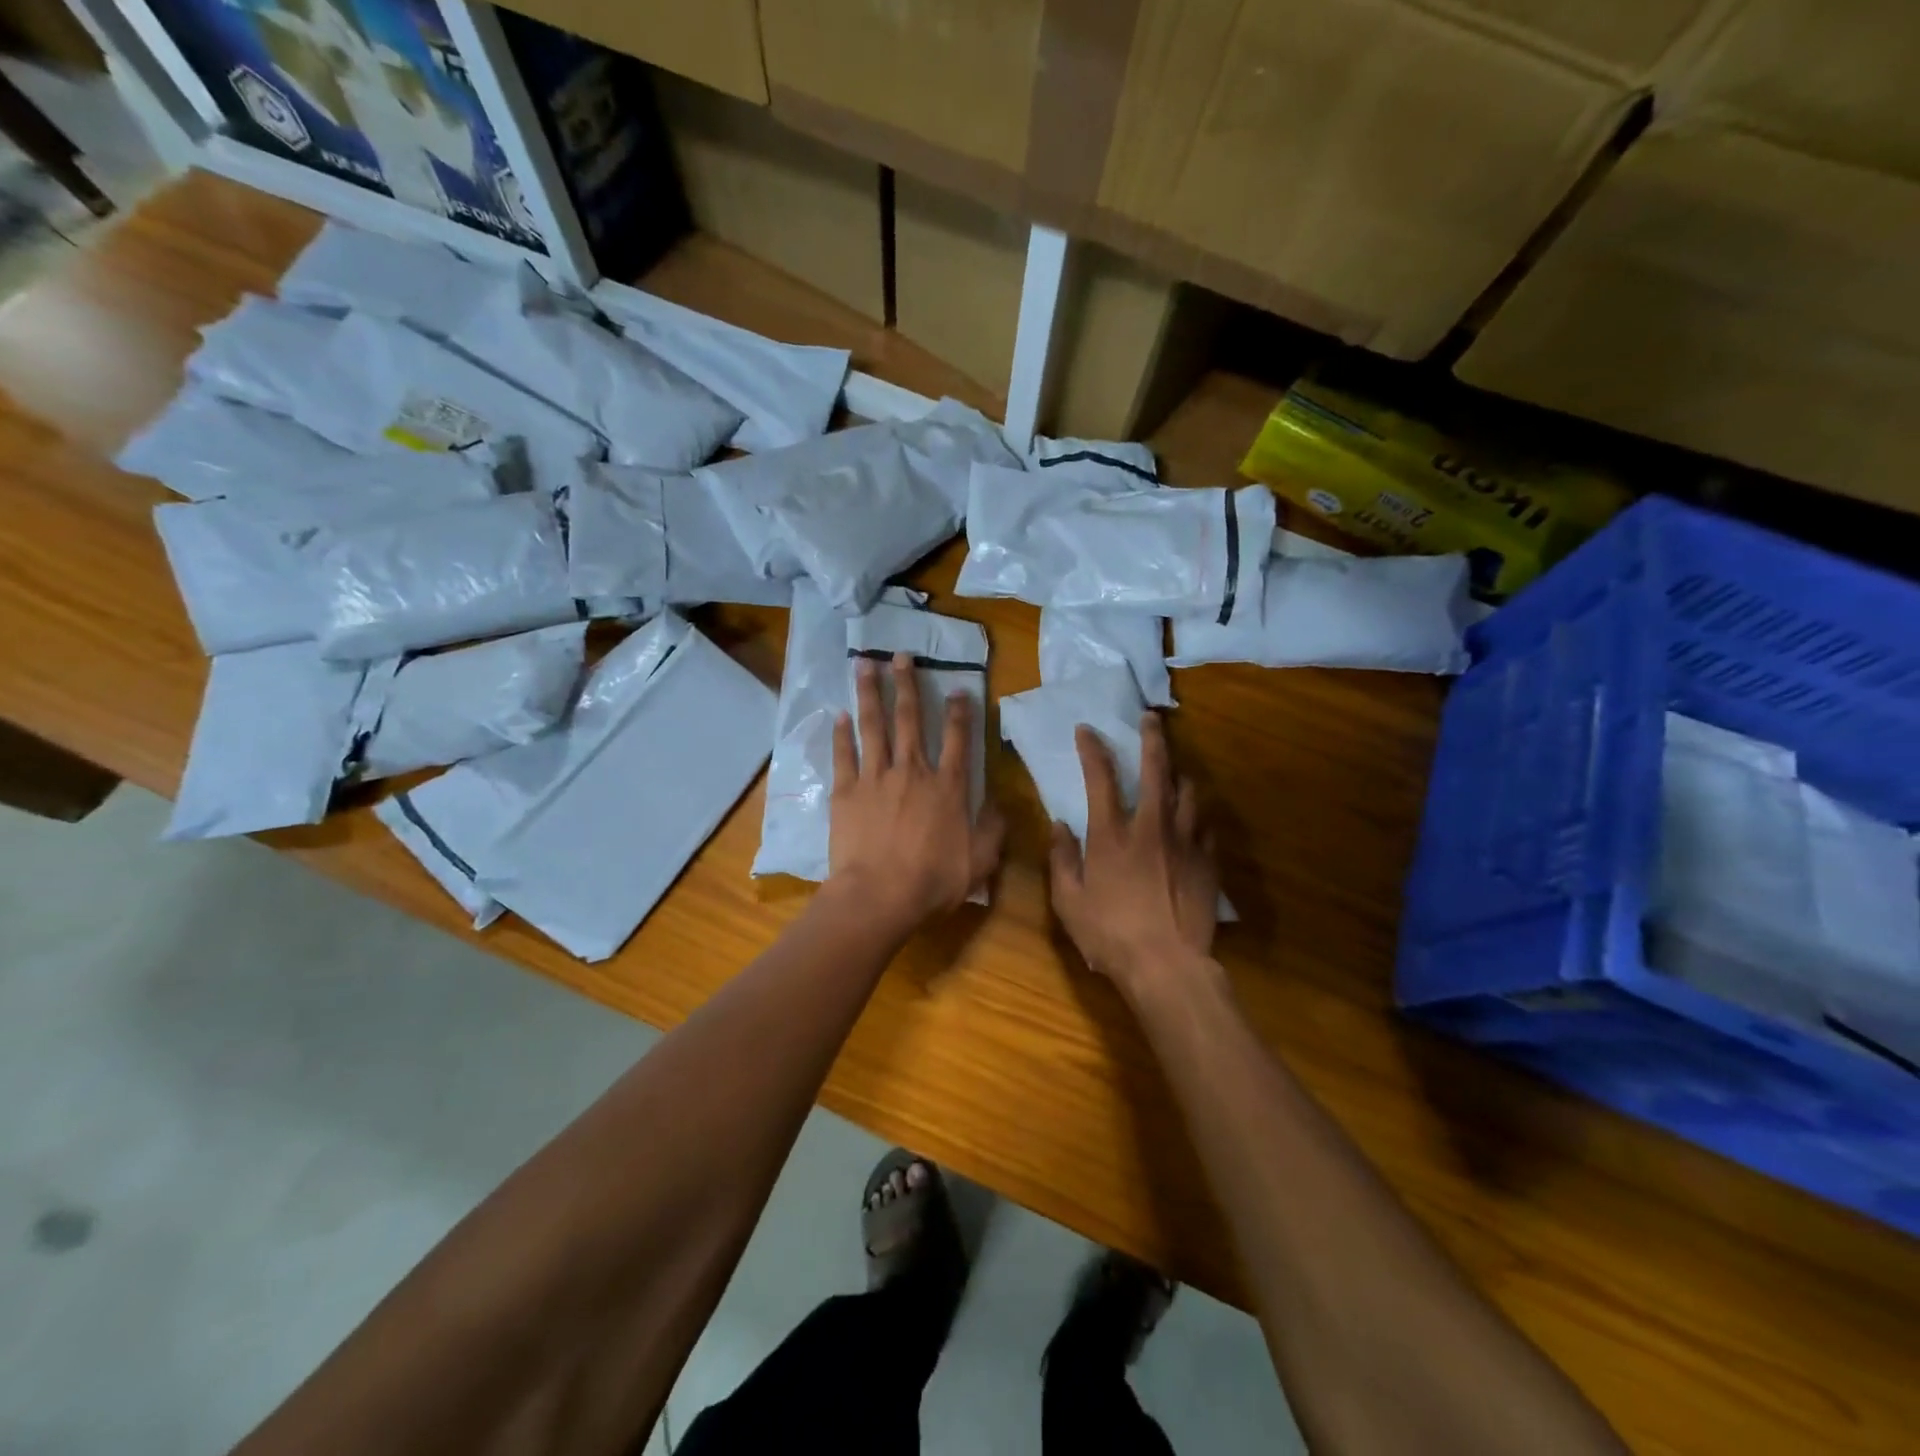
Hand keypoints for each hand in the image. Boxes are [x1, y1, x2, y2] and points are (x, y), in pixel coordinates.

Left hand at [827, 652, 1004, 934]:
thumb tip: (999, 806)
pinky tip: (839, 714)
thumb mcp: (979, 862)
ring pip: (873, 726)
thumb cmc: (932, 882)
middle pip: (911, 720)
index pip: (958, 740)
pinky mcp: (846, 792)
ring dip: (870, 693)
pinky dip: (841, 733)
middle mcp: (913, 772)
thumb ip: (992, 830)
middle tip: (901, 655)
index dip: (961, 712)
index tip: (959, 688)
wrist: (878, 896)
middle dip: (907, 684)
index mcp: (947, 788)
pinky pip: (844, 755)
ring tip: (864, 664)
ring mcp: (876, 779)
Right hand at [1049, 712, 1218, 995]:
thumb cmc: (1109, 934)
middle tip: (1151, 718)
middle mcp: (1151, 827)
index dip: (1092, 749)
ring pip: (1187, 793)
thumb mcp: (1068, 901)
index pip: (1100, 777)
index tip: (1086, 730)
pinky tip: (1192, 819)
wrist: (1166, 966)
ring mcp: (1185, 842)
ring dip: (1178, 776)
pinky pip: (1205, 826)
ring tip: (1174, 771)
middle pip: (1155, 770)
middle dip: (1152, 739)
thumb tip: (1059, 825)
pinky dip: (1196, 815)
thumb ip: (1061, 859)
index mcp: (1112, 835)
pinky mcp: (1207, 862)